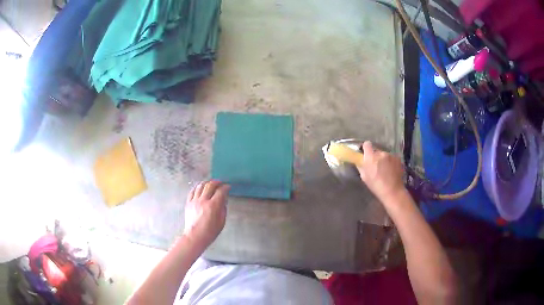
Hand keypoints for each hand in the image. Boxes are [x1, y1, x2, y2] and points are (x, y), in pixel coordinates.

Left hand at [183, 180, 229, 248]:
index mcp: (213, 206)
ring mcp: (194, 201)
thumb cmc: (210, 232)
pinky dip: (197, 187)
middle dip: (217, 182)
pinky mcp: (188, 203)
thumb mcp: (221, 222)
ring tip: (210, 183)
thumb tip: (223, 200)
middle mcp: (203, 201)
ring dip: (207, 182)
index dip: (225, 187)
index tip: (228, 187)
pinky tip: (200, 187)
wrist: (195, 236)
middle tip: (220, 183)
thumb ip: (223, 209)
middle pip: (210, 185)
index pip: (220, 191)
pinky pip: (192, 191)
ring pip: (200, 186)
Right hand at [357, 141, 405, 201]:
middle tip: (376, 166)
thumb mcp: (364, 177)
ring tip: (385, 170)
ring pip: (384, 155)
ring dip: (383, 160)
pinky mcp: (397, 158)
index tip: (366, 154)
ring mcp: (390, 155)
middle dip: (375, 157)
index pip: (367, 144)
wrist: (393, 191)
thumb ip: (361, 166)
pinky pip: (391, 158)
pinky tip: (391, 171)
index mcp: (370, 157)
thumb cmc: (376, 186)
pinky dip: (390, 162)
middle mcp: (381, 153)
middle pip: (376, 151)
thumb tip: (360, 161)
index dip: (366, 148)